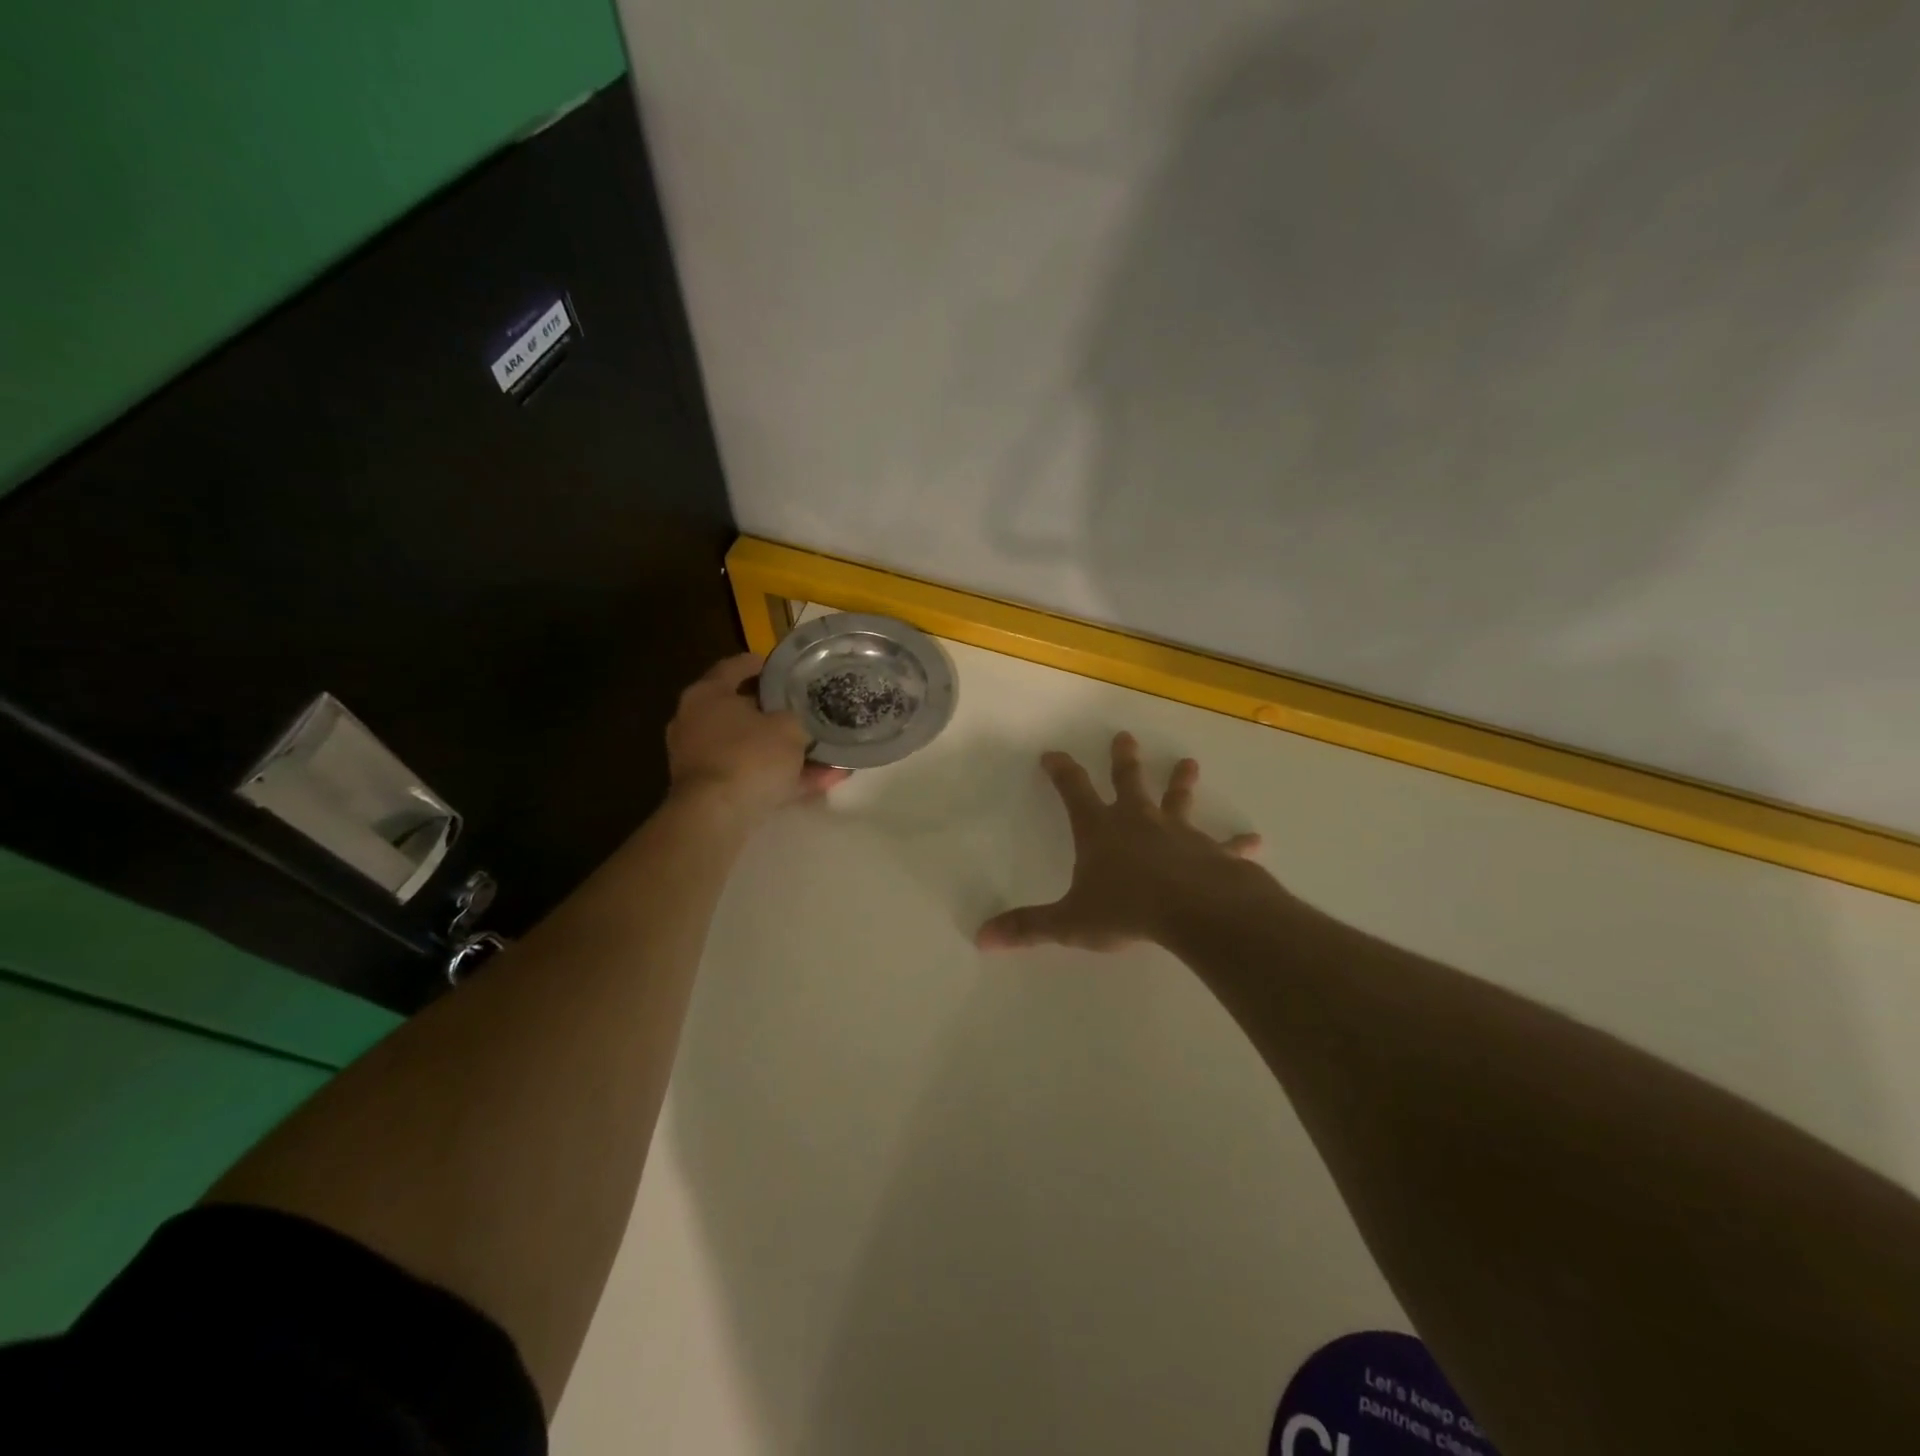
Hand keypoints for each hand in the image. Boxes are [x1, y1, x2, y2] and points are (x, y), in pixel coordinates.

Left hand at [666, 654, 848, 823]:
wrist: (715, 816)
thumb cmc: (750, 756)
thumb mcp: (789, 728)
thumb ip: (796, 719)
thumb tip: (798, 723)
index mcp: (708, 693)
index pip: (736, 666)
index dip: (764, 665)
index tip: (788, 669)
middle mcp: (695, 721)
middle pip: (740, 709)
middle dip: (775, 714)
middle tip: (804, 711)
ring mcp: (699, 757)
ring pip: (749, 747)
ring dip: (783, 751)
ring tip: (823, 754)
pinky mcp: (708, 790)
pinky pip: (751, 776)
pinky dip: (779, 777)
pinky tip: (819, 782)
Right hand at [976, 732, 1268, 951]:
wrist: (1193, 911)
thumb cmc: (1126, 909)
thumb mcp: (1070, 922)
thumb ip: (1028, 928)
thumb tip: (982, 937)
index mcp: (1100, 830)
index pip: (1074, 790)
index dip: (1061, 771)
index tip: (1052, 754)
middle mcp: (1138, 821)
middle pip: (1128, 782)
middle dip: (1123, 760)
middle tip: (1124, 737)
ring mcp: (1178, 833)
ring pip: (1177, 800)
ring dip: (1181, 782)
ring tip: (1189, 763)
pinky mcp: (1211, 852)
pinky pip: (1225, 845)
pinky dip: (1237, 843)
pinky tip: (1255, 841)